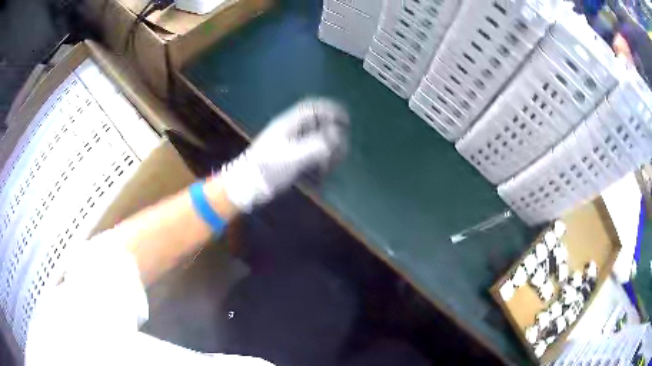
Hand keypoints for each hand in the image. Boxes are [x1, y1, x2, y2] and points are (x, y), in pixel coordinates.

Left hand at [219, 98, 348, 211]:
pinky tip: (321, 171)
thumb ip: (318, 145)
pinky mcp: (287, 157)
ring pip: (313, 138)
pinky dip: (318, 159)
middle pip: (316, 123)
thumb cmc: (268, 168)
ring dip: (326, 148)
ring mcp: (288, 144)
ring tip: (332, 163)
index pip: (313, 108)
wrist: (246, 185)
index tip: (346, 121)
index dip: (331, 110)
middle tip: (341, 148)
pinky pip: (308, 152)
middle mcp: (289, 130)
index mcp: (289, 124)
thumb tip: (336, 137)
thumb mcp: (294, 156)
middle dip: (331, 133)